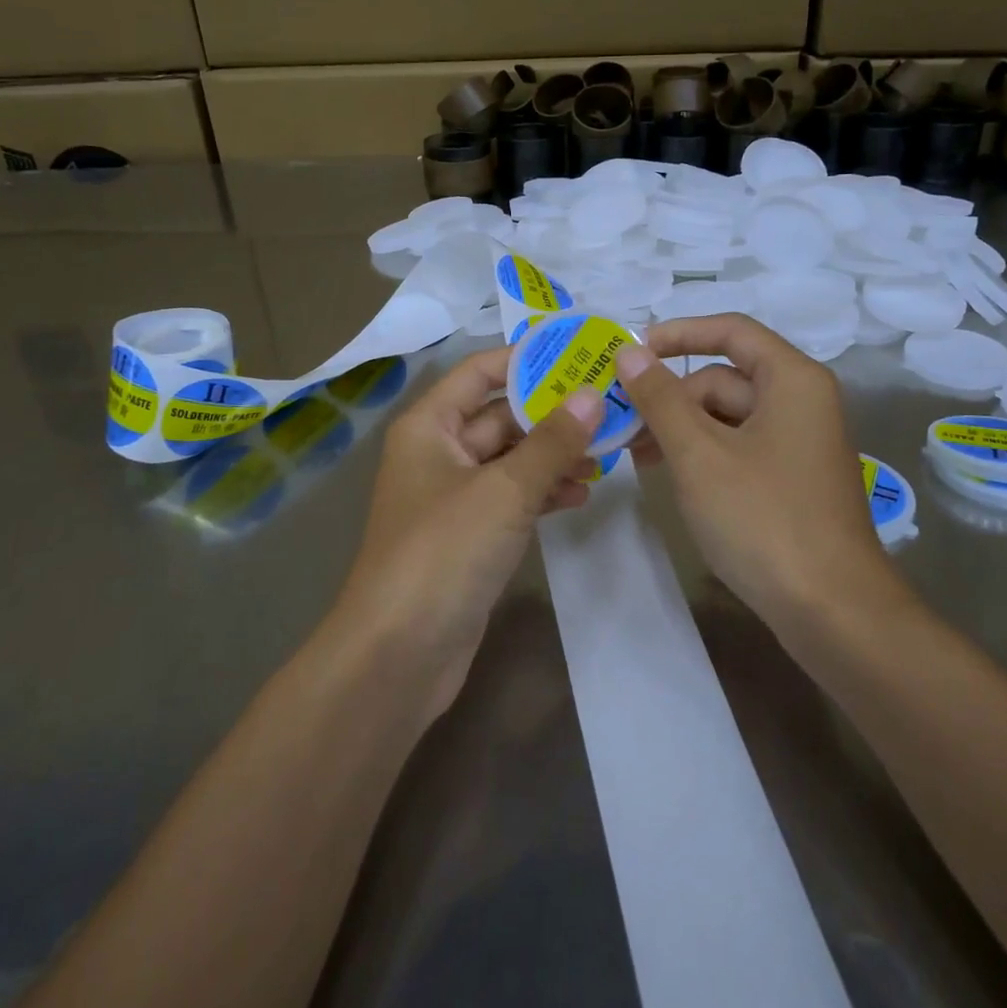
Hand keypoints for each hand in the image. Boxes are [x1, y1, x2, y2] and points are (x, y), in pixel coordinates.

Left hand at [334, 346, 601, 720]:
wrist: (398, 655)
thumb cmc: (444, 552)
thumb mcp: (505, 490)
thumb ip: (552, 441)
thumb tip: (592, 394)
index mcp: (430, 426)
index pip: (480, 372)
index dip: (527, 359)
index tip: (579, 353)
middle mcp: (438, 452)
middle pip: (500, 416)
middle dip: (552, 413)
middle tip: (609, 406)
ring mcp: (453, 497)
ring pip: (511, 459)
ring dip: (553, 456)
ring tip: (605, 455)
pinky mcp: (468, 535)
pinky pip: (511, 498)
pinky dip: (542, 492)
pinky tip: (579, 495)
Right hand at [617, 315, 901, 624]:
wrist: (833, 612)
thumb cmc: (763, 518)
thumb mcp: (699, 454)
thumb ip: (660, 397)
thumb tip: (629, 351)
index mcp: (792, 379)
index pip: (730, 330)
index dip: (677, 333)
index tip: (631, 351)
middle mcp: (801, 401)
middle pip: (724, 378)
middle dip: (671, 397)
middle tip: (622, 425)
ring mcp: (799, 443)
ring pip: (728, 416)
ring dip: (681, 429)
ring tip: (636, 456)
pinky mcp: (792, 479)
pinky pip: (739, 448)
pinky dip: (704, 454)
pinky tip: (671, 476)